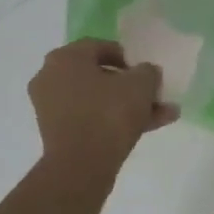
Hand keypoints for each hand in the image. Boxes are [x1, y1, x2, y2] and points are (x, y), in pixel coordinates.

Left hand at [29, 39, 177, 171]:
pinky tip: (148, 129)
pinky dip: (114, 121)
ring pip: (98, 100)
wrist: (81, 166)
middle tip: (154, 94)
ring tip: (162, 115)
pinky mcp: (57, 132)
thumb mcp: (140, 85)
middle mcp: (51, 77)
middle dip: (131, 86)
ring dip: (129, 106)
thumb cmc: (109, 114)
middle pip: (98, 75)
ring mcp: (51, 107)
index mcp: (65, 58)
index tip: (145, 71)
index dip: (127, 57)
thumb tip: (146, 72)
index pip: (99, 47)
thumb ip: (147, 72)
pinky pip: (90, 118)